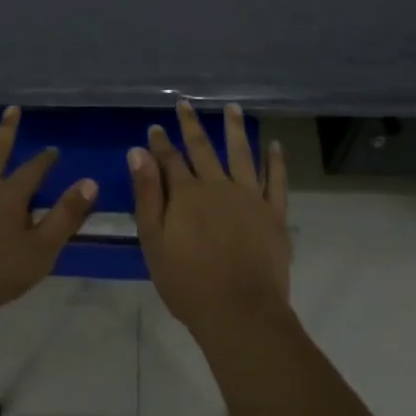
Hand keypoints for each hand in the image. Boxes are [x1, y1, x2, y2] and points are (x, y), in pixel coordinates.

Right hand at [132, 102, 290, 343]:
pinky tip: (275, 145)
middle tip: (186, 104)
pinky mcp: (274, 213)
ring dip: (235, 129)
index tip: (155, 126)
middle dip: (191, 125)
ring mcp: (249, 197)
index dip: (160, 142)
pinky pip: (277, 180)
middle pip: (203, 148)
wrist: (239, 312)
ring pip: (241, 154)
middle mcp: (218, 186)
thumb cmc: (188, 283)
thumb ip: (147, 194)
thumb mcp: (154, 241)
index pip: (169, 159)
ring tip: (232, 107)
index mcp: (186, 194)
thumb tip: (138, 152)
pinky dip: (276, 161)